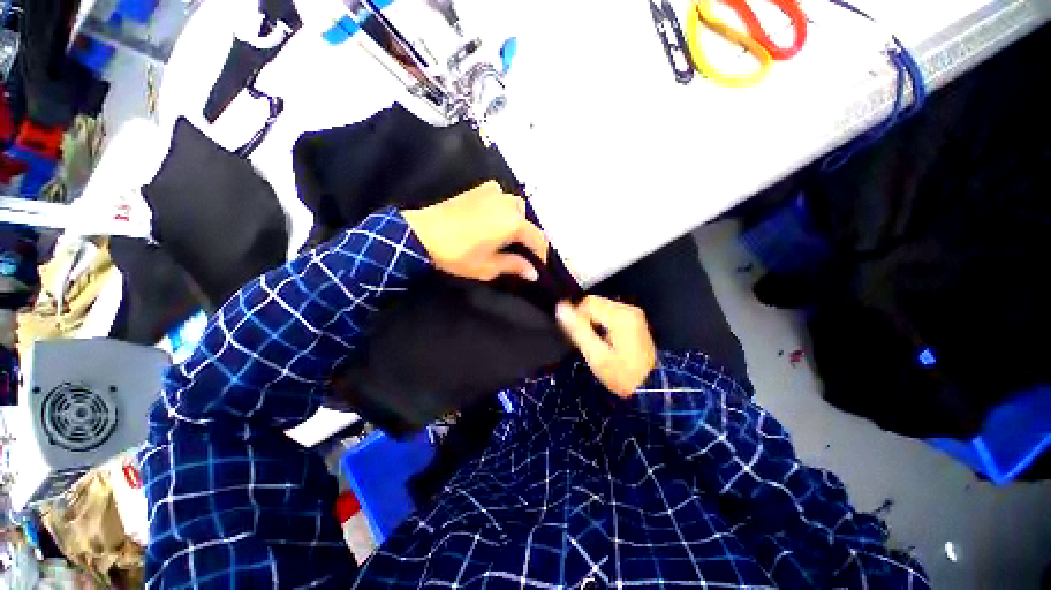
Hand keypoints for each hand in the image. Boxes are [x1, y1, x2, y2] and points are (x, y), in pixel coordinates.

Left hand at [403, 182, 547, 281]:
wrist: (422, 233)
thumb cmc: (458, 254)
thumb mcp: (488, 266)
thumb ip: (514, 266)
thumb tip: (534, 273)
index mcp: (513, 223)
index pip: (537, 239)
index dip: (541, 254)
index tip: (538, 266)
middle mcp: (508, 204)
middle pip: (528, 221)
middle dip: (528, 237)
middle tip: (519, 253)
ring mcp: (493, 193)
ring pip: (515, 206)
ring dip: (516, 221)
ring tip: (506, 236)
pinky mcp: (478, 189)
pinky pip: (500, 196)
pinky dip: (502, 207)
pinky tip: (492, 218)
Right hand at [556, 296, 656, 397]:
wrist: (650, 388)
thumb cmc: (622, 375)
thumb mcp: (596, 355)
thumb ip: (578, 330)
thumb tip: (561, 307)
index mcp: (620, 316)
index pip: (587, 302)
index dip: (577, 317)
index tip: (576, 336)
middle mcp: (629, 309)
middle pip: (594, 303)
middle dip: (585, 320)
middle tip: (586, 341)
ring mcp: (633, 314)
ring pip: (601, 308)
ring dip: (592, 322)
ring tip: (594, 342)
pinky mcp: (633, 319)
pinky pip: (609, 313)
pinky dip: (601, 323)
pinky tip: (603, 340)